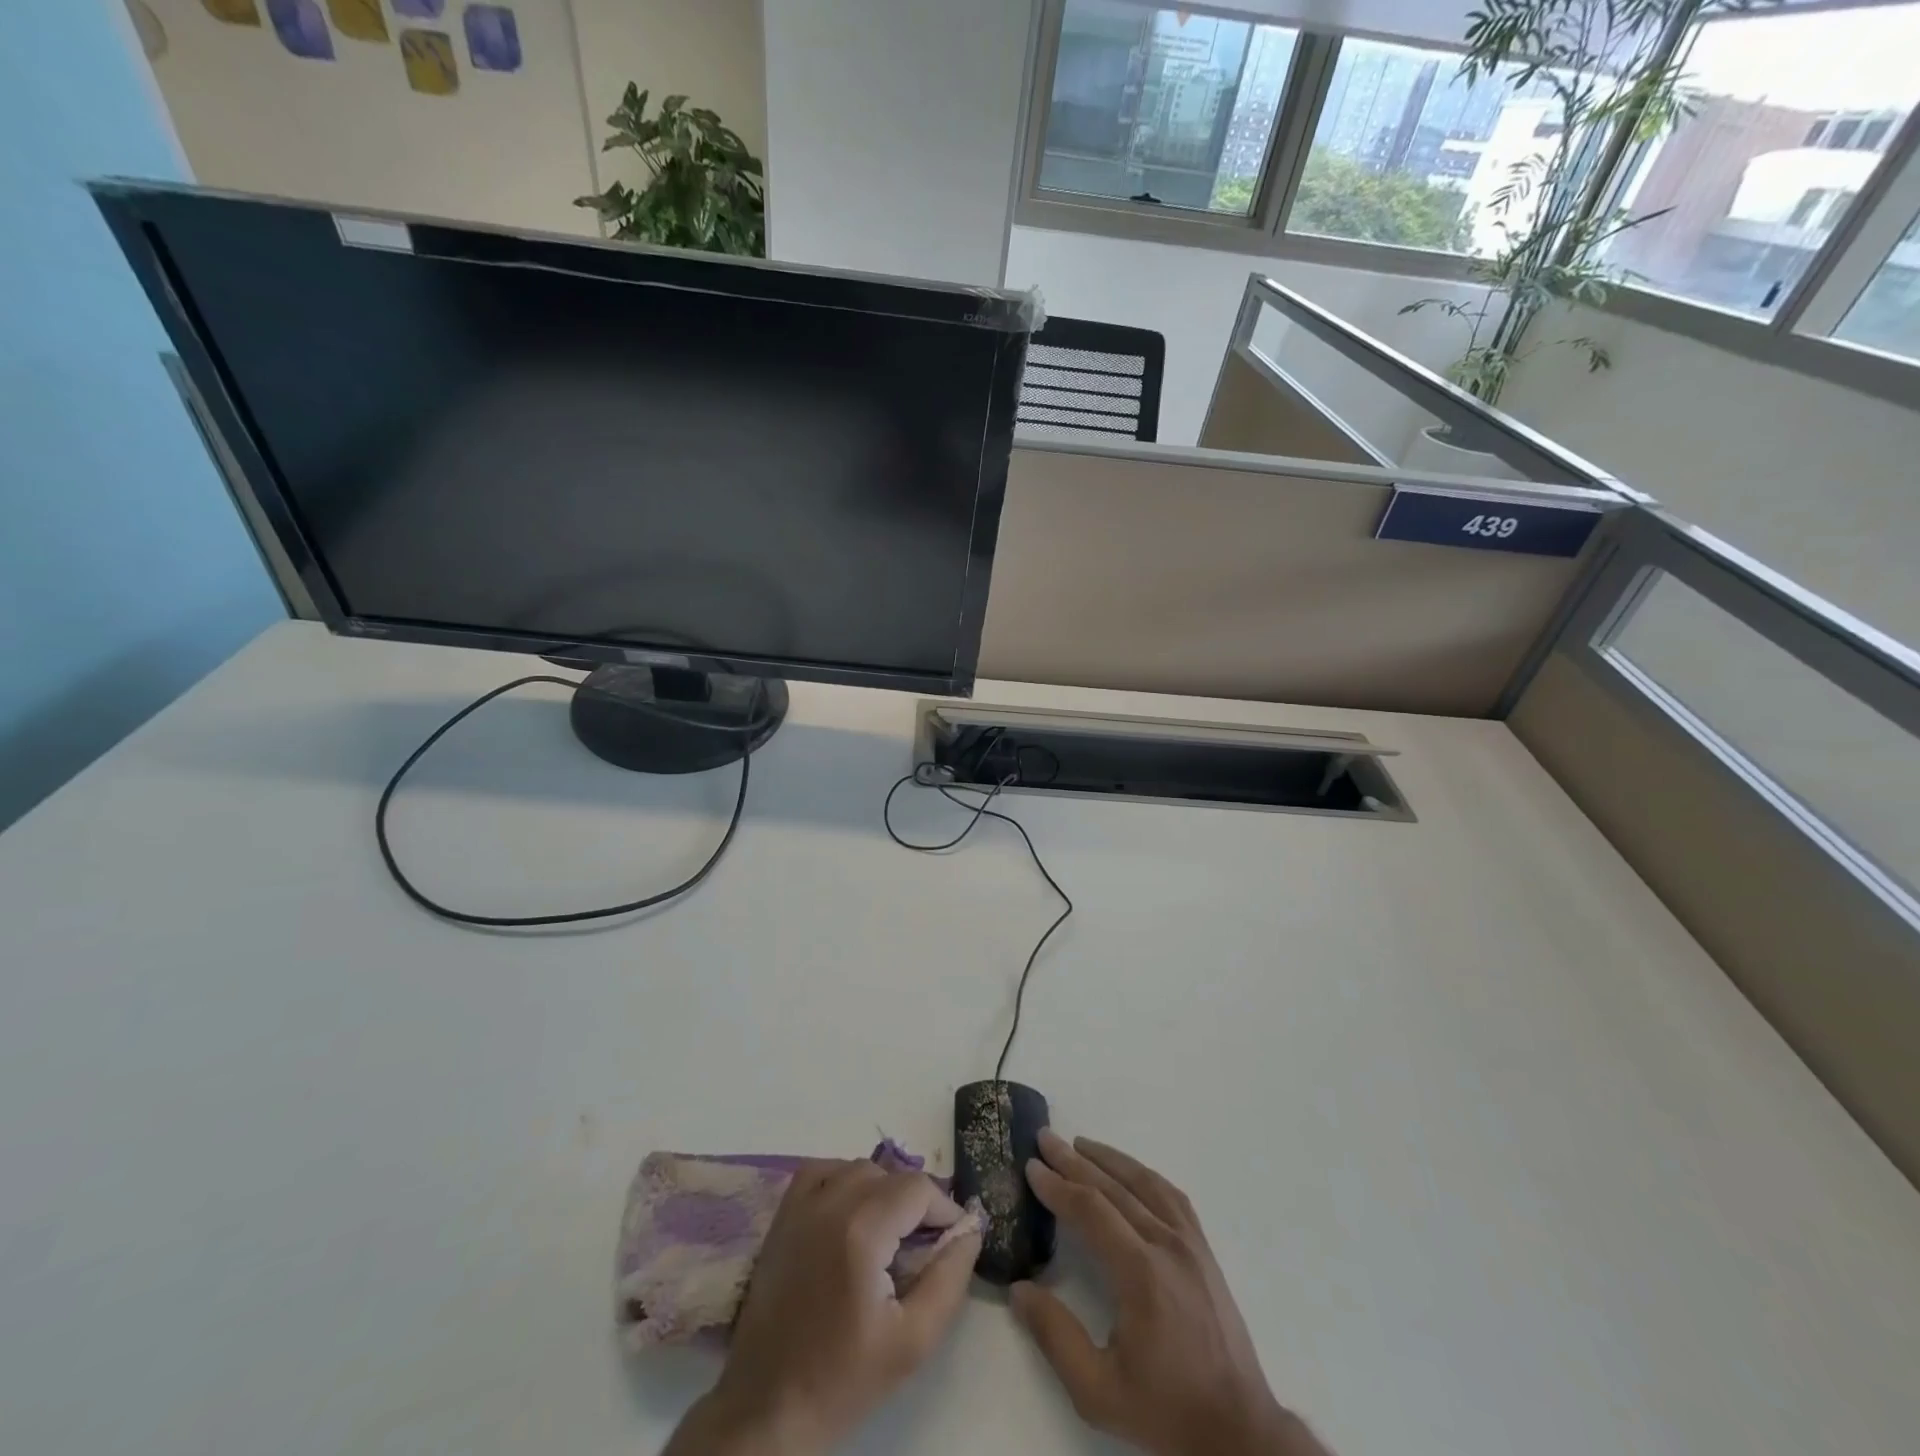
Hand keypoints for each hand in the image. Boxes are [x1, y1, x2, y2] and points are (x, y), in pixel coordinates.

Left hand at [666, 1160, 981, 1455]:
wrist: (768, 1408)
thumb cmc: (844, 1379)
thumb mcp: (914, 1341)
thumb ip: (950, 1278)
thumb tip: (971, 1230)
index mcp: (862, 1230)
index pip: (918, 1188)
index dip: (944, 1209)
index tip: (954, 1241)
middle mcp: (830, 1203)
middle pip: (890, 1175)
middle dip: (917, 1203)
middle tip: (925, 1246)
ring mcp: (800, 1206)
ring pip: (857, 1169)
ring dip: (883, 1190)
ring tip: (891, 1234)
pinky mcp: (782, 1217)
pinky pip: (820, 1171)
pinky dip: (843, 1179)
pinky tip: (851, 1213)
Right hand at [1011, 1130, 1329, 1455]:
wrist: (1240, 1432)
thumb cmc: (1166, 1410)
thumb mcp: (1099, 1390)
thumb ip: (1055, 1336)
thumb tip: (1018, 1289)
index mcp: (1141, 1273)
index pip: (1091, 1210)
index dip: (1058, 1186)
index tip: (1032, 1167)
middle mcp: (1167, 1245)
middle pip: (1114, 1187)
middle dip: (1074, 1160)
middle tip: (1045, 1138)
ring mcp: (1190, 1244)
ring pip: (1144, 1183)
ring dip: (1109, 1159)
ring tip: (1080, 1144)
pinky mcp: (1204, 1251)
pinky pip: (1171, 1197)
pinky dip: (1144, 1175)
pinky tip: (1130, 1171)